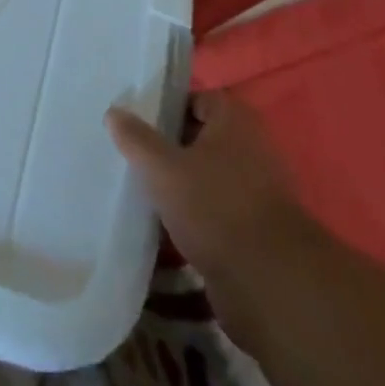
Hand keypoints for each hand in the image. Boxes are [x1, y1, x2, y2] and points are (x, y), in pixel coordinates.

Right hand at [107, 90, 305, 272]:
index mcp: (236, 121)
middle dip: (171, 149)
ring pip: (209, 179)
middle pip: (202, 140)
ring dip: (182, 186)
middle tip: (137, 156)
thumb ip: (136, 138)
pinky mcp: (258, 231)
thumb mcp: (162, 167)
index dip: (167, 109)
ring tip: (147, 192)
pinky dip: (196, 218)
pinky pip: (218, 213)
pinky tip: (167, 228)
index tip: (138, 123)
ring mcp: (259, 192)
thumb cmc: (214, 207)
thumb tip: (114, 112)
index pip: (197, 100)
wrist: (270, 285)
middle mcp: (253, 149)